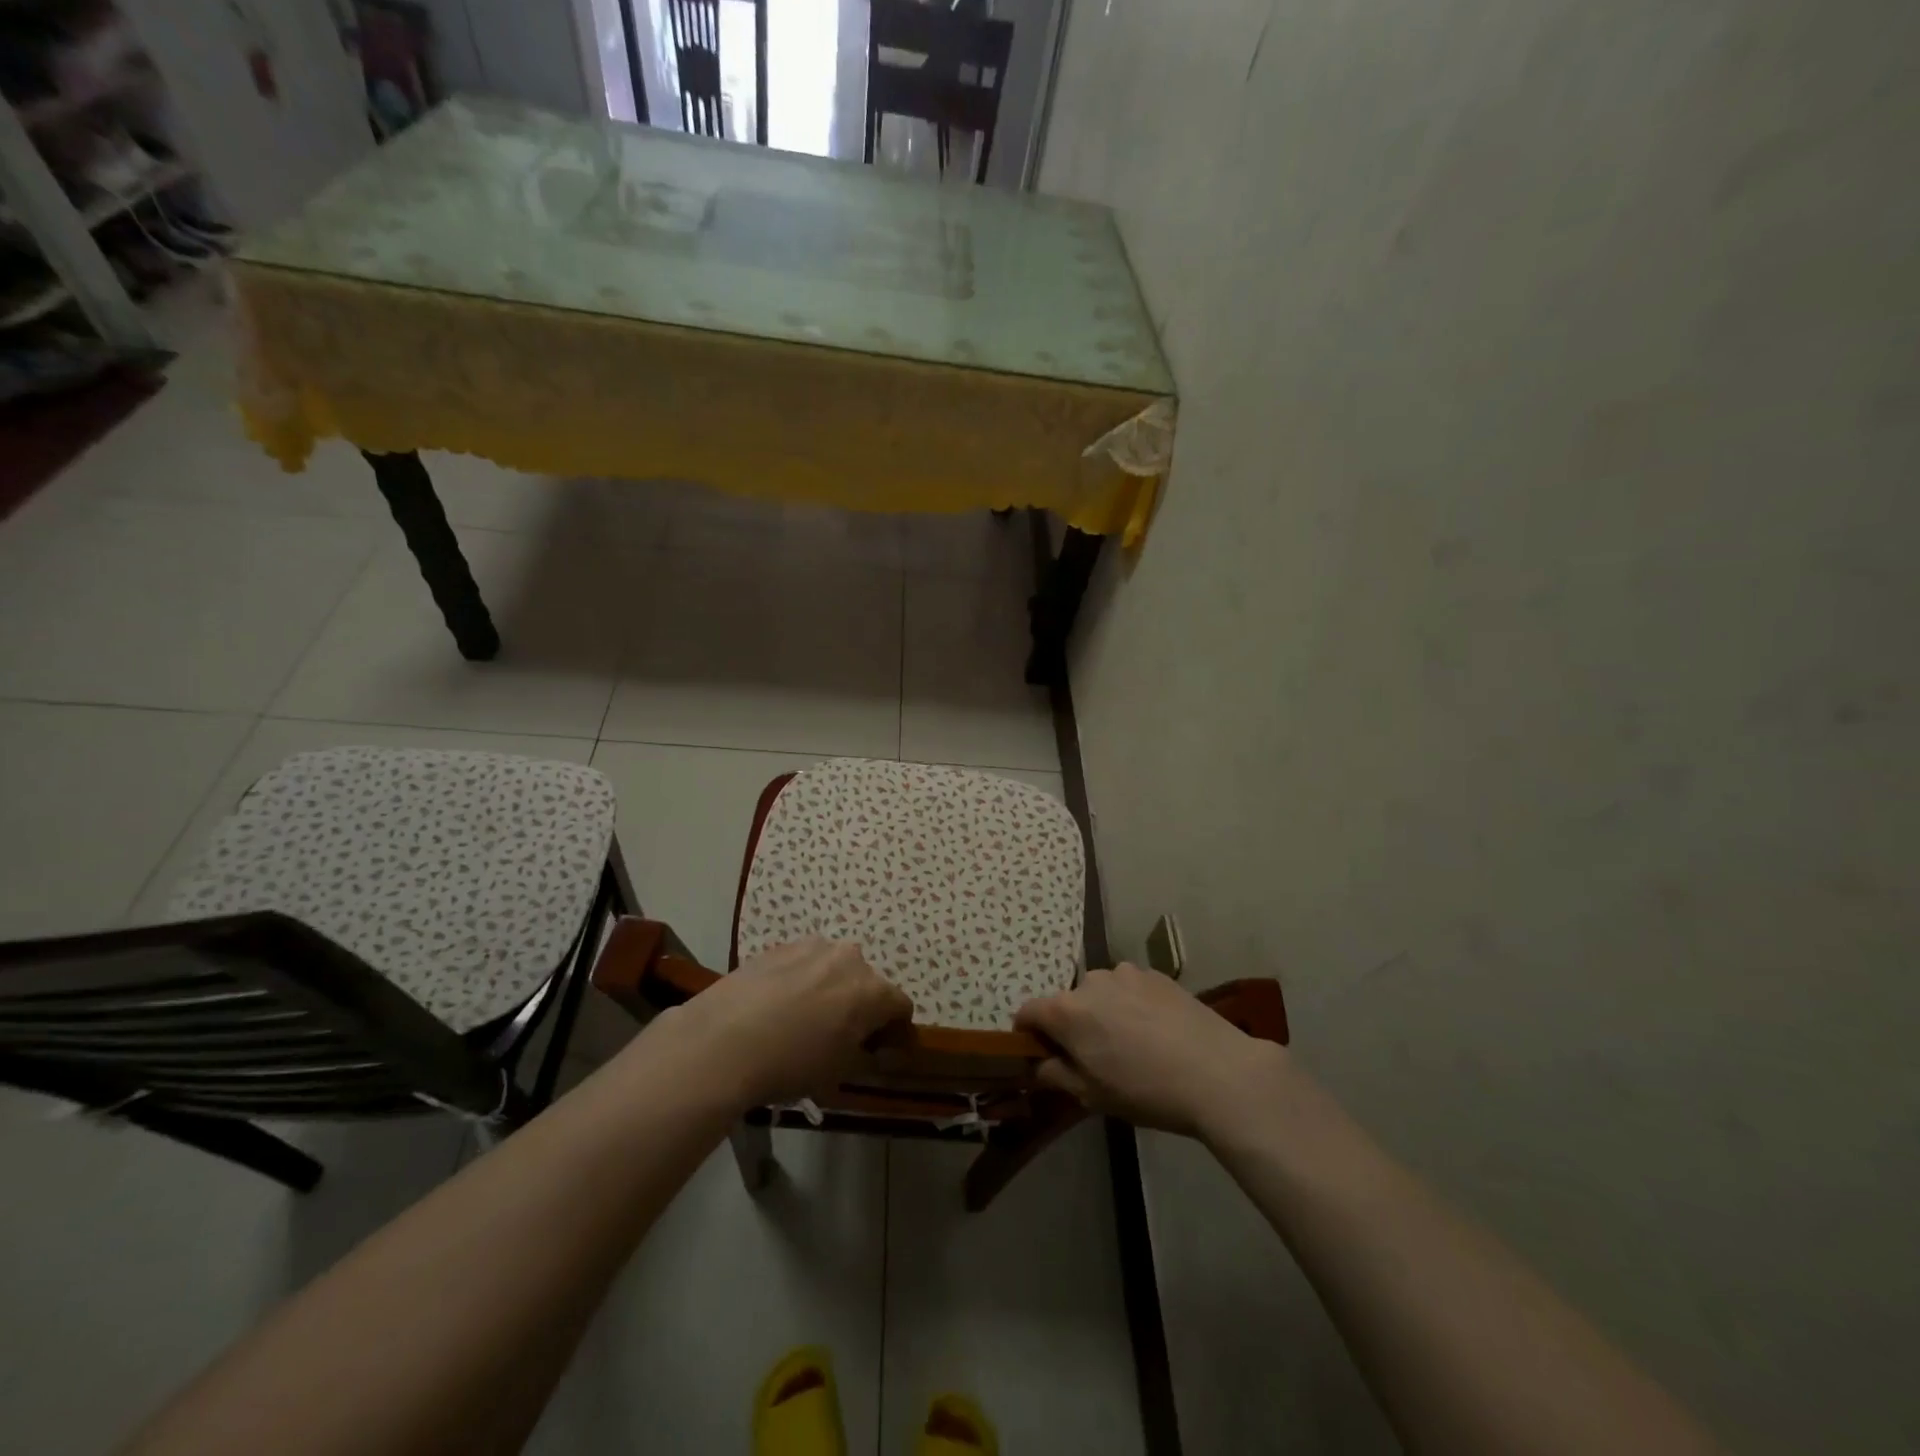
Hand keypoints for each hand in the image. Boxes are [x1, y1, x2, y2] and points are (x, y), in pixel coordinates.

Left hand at [659, 938, 912, 1107]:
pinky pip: (802, 963)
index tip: (878, 1050)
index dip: (894, 1030)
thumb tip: (871, 1049)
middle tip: (839, 1035)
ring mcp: (812, 946)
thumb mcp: (838, 1073)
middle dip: (860, 1005)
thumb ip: (865, 1055)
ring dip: (829, 988)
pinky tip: (776, 1006)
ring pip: (833, 968)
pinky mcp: (779, 946)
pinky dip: (799, 980)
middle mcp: (849, 958)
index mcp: (872, 990)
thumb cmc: (790, 1064)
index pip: (900, 1007)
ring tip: (802, 1018)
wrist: (721, 1041)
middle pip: (867, 982)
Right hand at [1014, 963, 1287, 1136]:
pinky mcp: (1157, 975)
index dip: (1029, 1034)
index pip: (1028, 1012)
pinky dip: (1132, 1005)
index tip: (1043, 1057)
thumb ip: (1055, 1074)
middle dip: (1073, 1025)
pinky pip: (1130, 989)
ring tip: (1133, 1045)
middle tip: (1096, 1058)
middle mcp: (1091, 981)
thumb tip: (1036, 1064)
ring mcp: (1126, 973)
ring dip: (1104, 1012)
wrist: (1218, 1073)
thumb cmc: (1145, 1090)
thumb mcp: (1091, 1094)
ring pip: (1101, 993)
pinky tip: (1157, 1033)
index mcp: (1067, 1011)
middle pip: (1068, 1002)